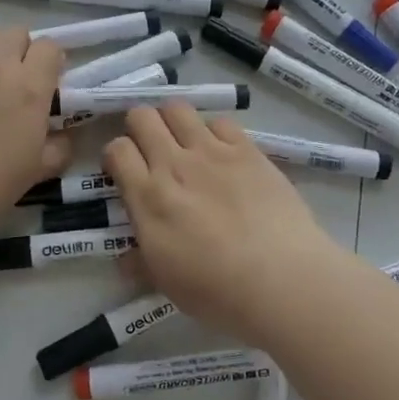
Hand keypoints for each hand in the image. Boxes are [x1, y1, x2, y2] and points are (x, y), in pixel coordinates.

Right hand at [102, 106, 347, 344]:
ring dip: (173, 120)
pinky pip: (220, 121)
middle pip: (142, 117)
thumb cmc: (217, 291)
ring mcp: (211, 152)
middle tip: (152, 149)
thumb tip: (126, 257)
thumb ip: (140, 261)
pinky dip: (214, 131)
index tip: (126, 170)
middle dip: (140, 127)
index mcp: (148, 197)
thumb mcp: (165, 282)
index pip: (117, 150)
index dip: (117, 155)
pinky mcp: (246, 149)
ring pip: (178, 108)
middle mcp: (174, 164)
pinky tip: (223, 152)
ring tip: (184, 141)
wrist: (281, 279)